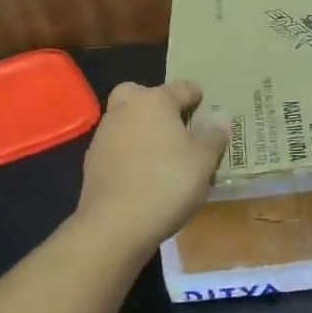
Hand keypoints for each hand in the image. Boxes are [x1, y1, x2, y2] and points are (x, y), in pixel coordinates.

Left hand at [76, 80, 228, 251]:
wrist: (115, 225)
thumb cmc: (167, 183)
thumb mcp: (204, 160)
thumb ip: (213, 135)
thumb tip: (219, 116)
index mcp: (154, 101)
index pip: (181, 88)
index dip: (197, 96)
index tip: (207, 107)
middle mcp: (125, 110)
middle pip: (141, 95)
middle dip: (158, 104)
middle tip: (176, 125)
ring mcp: (104, 136)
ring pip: (126, 120)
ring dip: (142, 129)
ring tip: (164, 154)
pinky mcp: (92, 163)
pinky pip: (117, 147)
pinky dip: (130, 153)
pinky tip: (144, 174)